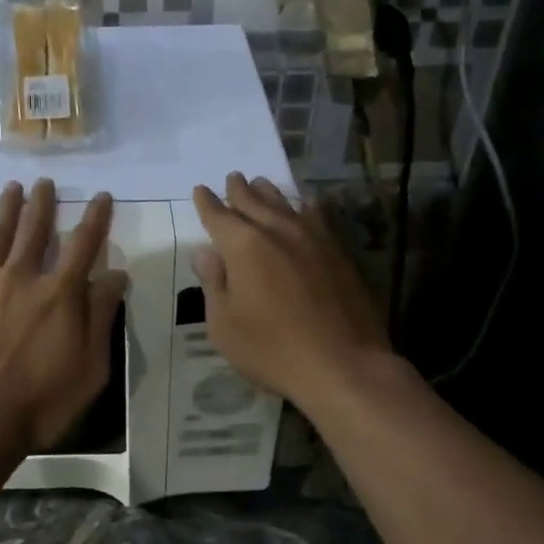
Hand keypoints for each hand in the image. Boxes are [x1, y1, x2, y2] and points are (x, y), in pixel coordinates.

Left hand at [0, 179, 128, 450]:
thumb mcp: (91, 368)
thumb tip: (115, 274)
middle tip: (45, 182)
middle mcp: (23, 277)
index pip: (83, 245)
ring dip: (7, 207)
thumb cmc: (41, 402)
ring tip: (13, 186)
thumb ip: (101, 317)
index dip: (95, 218)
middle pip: (35, 230)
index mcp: (60, 294)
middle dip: (43, 203)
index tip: (101, 196)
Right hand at [191, 173, 390, 410]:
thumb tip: (205, 252)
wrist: (343, 364)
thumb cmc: (272, 349)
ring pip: (286, 204)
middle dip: (239, 190)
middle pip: (254, 201)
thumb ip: (214, 283)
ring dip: (270, 193)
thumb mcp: (224, 324)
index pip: (219, 216)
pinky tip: (305, 206)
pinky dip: (304, 207)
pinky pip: (316, 217)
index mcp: (244, 246)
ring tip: (261, 184)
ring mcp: (313, 239)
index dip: (207, 203)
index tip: (200, 190)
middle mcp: (278, 231)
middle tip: (233, 178)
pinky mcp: (338, 252)